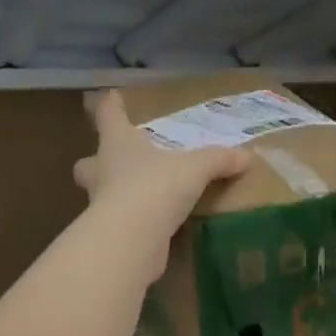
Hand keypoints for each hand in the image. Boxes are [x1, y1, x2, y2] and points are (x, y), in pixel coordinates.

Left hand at [74, 91, 249, 268]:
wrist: (130, 238)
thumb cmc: (155, 187)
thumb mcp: (195, 169)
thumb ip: (219, 160)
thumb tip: (247, 156)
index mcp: (118, 144)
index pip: (108, 116)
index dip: (111, 106)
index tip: (111, 97)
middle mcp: (102, 171)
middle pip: (88, 162)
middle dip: (96, 162)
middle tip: (114, 164)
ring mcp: (100, 205)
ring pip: (99, 195)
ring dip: (112, 195)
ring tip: (137, 198)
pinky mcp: (108, 235)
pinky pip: (118, 224)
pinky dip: (131, 224)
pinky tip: (150, 228)